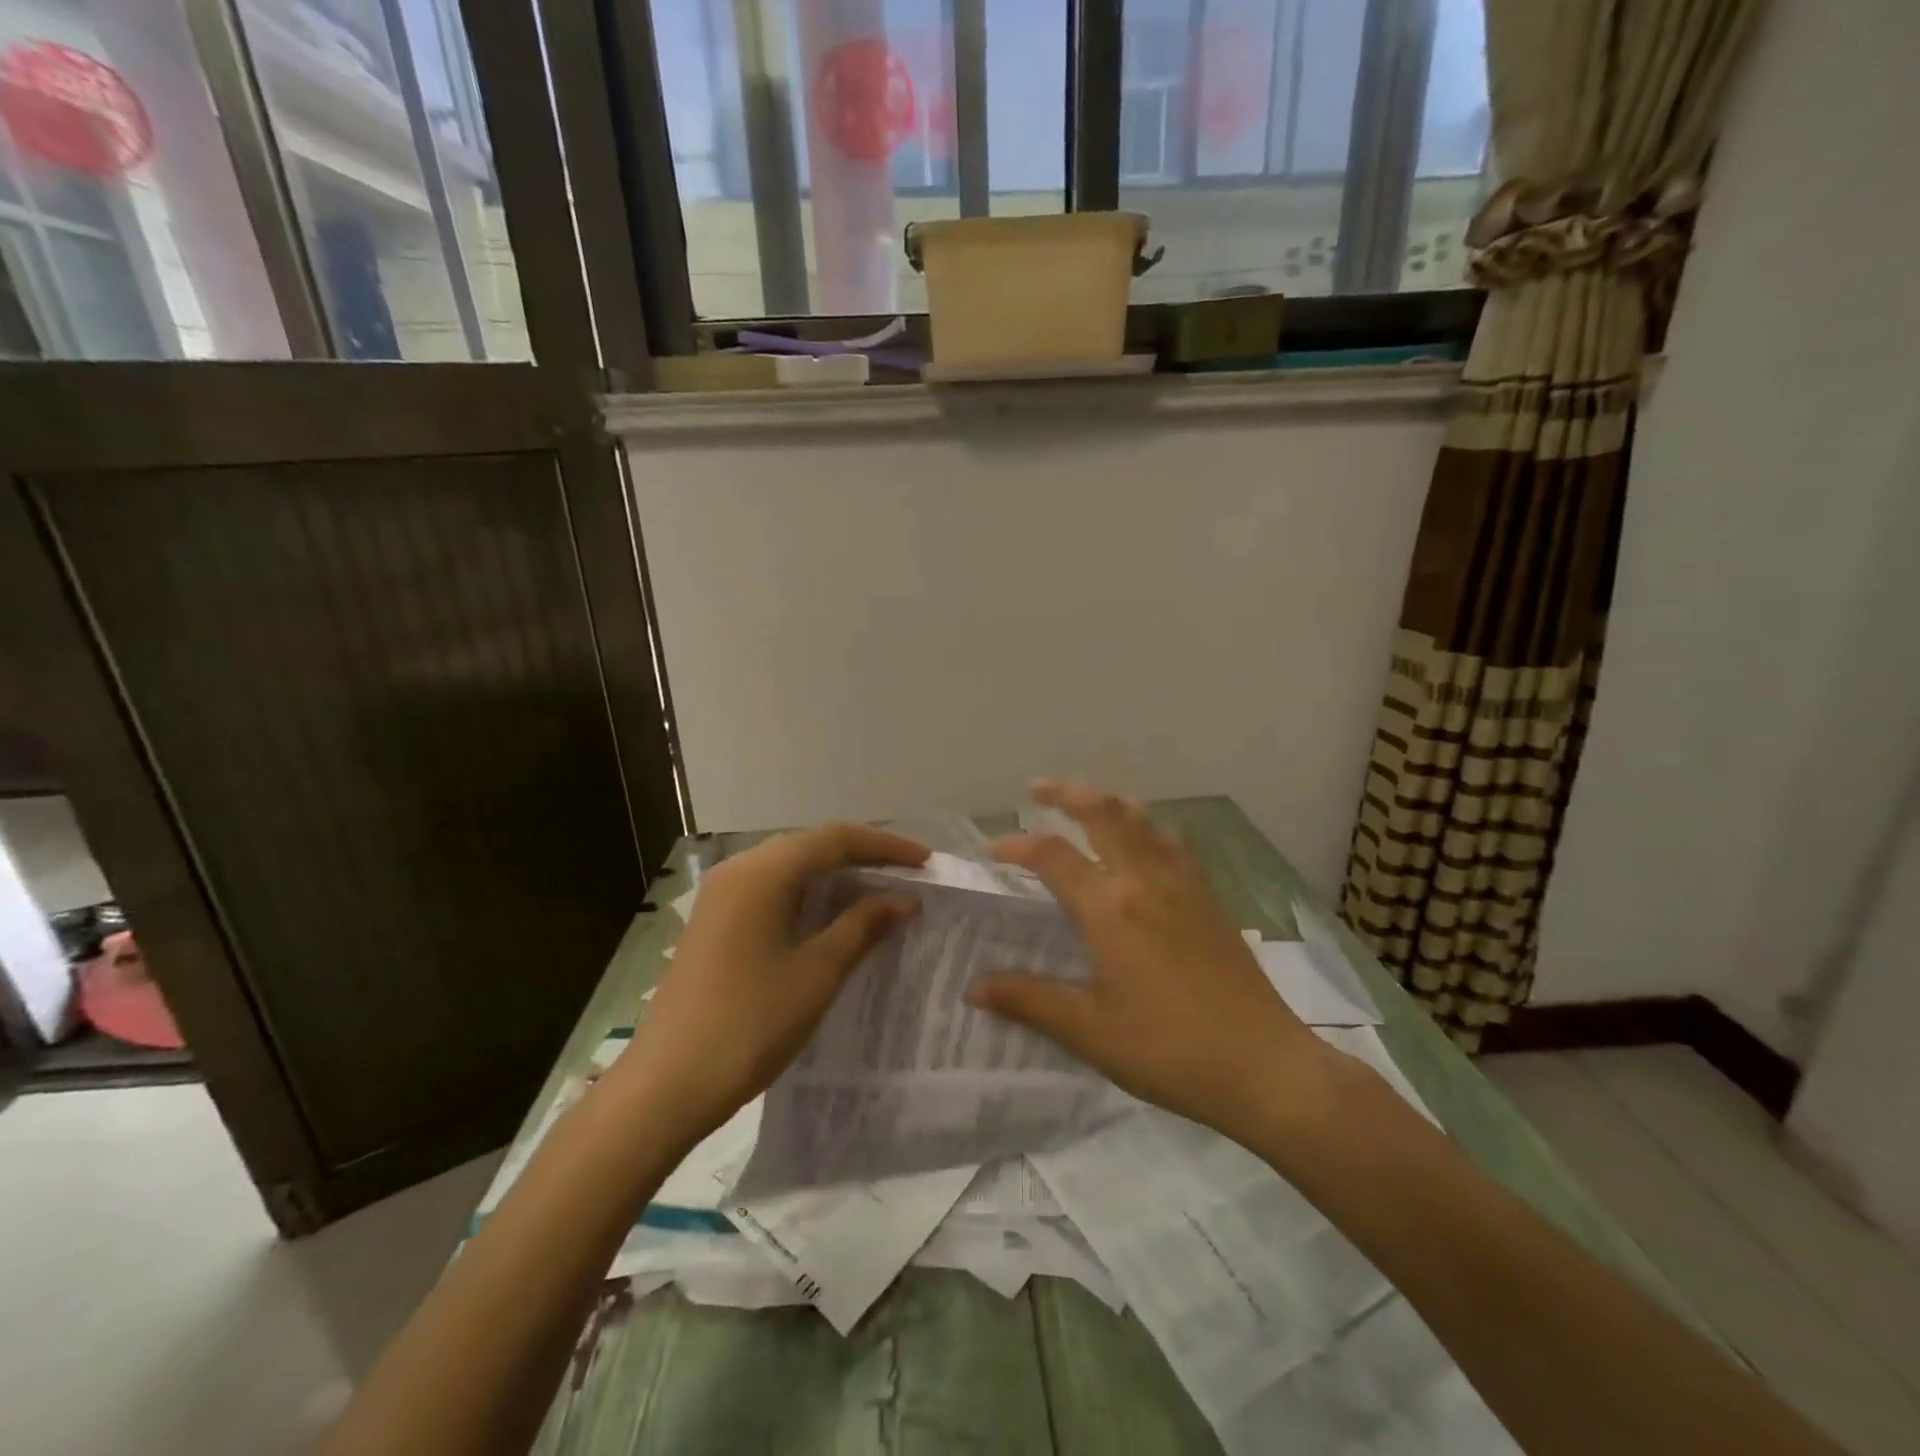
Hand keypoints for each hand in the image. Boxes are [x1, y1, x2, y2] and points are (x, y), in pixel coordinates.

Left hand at [619, 824, 927, 1145]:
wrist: (664, 1087)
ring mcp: (721, 894)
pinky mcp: (715, 920)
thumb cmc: (749, 1026)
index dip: (885, 846)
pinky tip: (832, 915)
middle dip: (863, 855)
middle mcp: (739, 869)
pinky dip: (809, 893)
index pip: (836, 839)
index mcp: (763, 872)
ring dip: (836, 874)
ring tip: (880, 891)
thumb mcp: (817, 974)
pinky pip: (772, 888)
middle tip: (908, 874)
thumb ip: (862, 926)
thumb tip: (904, 899)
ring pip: (791, 866)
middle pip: (811, 844)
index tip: (926, 861)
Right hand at [968, 781, 1327, 1140]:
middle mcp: (1146, 880)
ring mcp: (1185, 884)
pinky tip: (1146, 842)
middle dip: (1068, 793)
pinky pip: (1174, 841)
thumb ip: (1028, 1001)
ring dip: (1109, 802)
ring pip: (1144, 820)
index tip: (993, 850)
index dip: (1018, 845)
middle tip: (1038, 788)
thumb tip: (974, 988)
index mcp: (1111, 908)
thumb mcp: (1089, 1031)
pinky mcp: (1211, 898)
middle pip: (1105, 814)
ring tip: (1088, 803)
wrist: (1263, 1066)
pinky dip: (1148, 825)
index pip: (1053, 855)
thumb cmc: (1168, 1050)